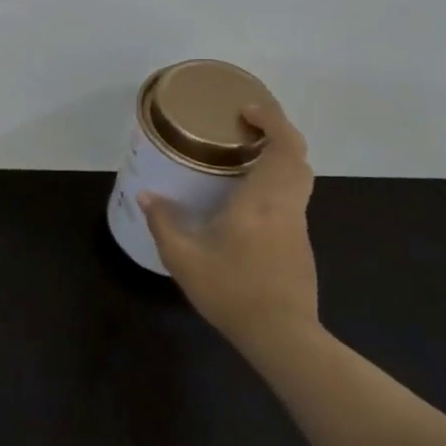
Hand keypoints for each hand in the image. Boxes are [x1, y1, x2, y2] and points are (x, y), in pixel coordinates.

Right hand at [140, 100, 318, 354]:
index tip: (247, 110)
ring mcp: (297, 225)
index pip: (284, 147)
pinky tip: (247, 196)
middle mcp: (285, 206)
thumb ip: (164, 223)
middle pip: (297, 156)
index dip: (272, 120)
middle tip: (243, 126)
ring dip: (279, 156)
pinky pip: (293, 196)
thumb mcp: (184, 259)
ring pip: (299, 177)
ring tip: (243, 155)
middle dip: (276, 132)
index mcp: (261, 201)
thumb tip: (146, 195)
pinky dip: (277, 180)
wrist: (282, 336)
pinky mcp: (299, 243)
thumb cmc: (232, 292)